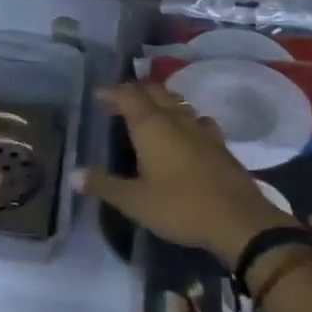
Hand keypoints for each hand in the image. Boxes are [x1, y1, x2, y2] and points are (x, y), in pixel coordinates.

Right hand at [77, 82, 300, 267]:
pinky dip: (182, 118)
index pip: (128, 96)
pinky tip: (183, 132)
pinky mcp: (219, 143)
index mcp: (152, 126)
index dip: (112, 92)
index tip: (98, 96)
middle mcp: (176, 119)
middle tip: (118, 103)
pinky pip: (196, 119)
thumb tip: (73, 175)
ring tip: (147, 114)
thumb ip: (104, 185)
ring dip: (159, 102)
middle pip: (154, 92)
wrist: (238, 220)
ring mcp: (201, 129)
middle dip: (134, 93)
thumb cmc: (181, 207)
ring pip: (177, 103)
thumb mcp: (135, 202)